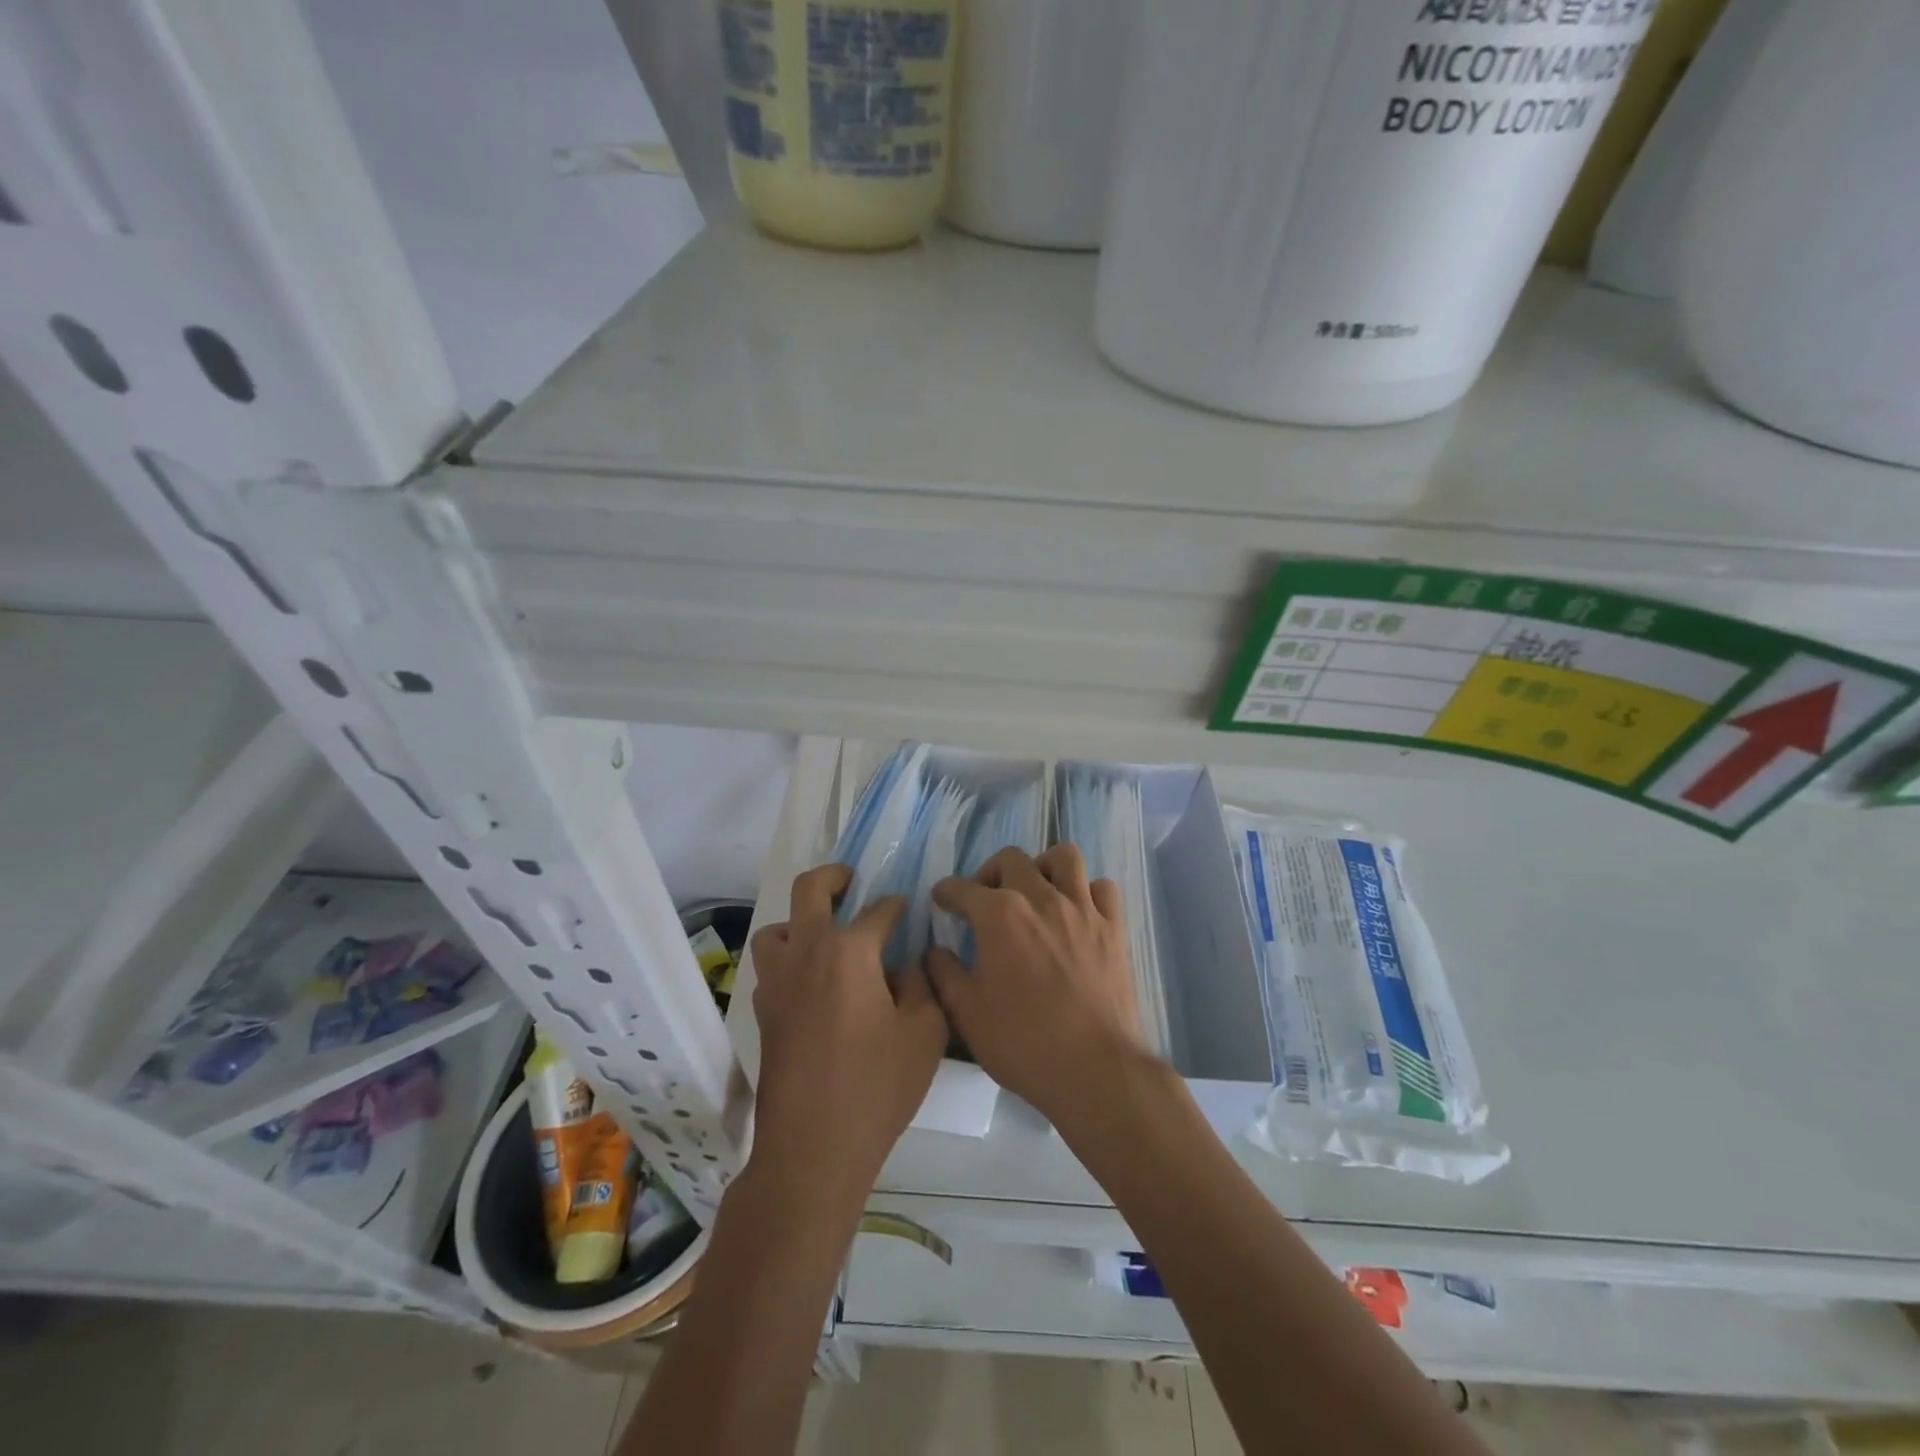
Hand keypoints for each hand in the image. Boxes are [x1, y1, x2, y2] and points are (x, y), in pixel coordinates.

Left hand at [749, 865, 948, 1196]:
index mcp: (848, 951)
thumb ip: (919, 984)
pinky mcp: (763, 1012)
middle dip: (834, 877)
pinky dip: (790, 960)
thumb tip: (902, 966)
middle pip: (809, 890)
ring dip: (800, 922)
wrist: (813, 1148)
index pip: (879, 910)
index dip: (899, 906)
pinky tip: (814, 984)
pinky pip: (772, 967)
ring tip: (826, 937)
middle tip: (853, 883)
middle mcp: (806, 953)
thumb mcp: (925, 1032)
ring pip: (777, 928)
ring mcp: (777, 982)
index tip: (911, 910)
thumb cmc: (876, 1087)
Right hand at [927, 846, 1148, 1128]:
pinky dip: (1087, 892)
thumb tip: (935, 950)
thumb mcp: (966, 1013)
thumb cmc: (1022, 1042)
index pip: (963, 888)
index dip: (947, 892)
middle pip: (1011, 860)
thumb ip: (944, 973)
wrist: (1094, 1069)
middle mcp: (1041, 897)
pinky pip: (1102, 888)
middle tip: (985, 900)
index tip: (942, 900)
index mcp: (999, 915)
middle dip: (990, 873)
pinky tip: (1077, 912)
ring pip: (1064, 858)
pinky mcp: (1114, 927)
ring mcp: (1082, 909)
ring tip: (1035, 891)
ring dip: (1043, 867)